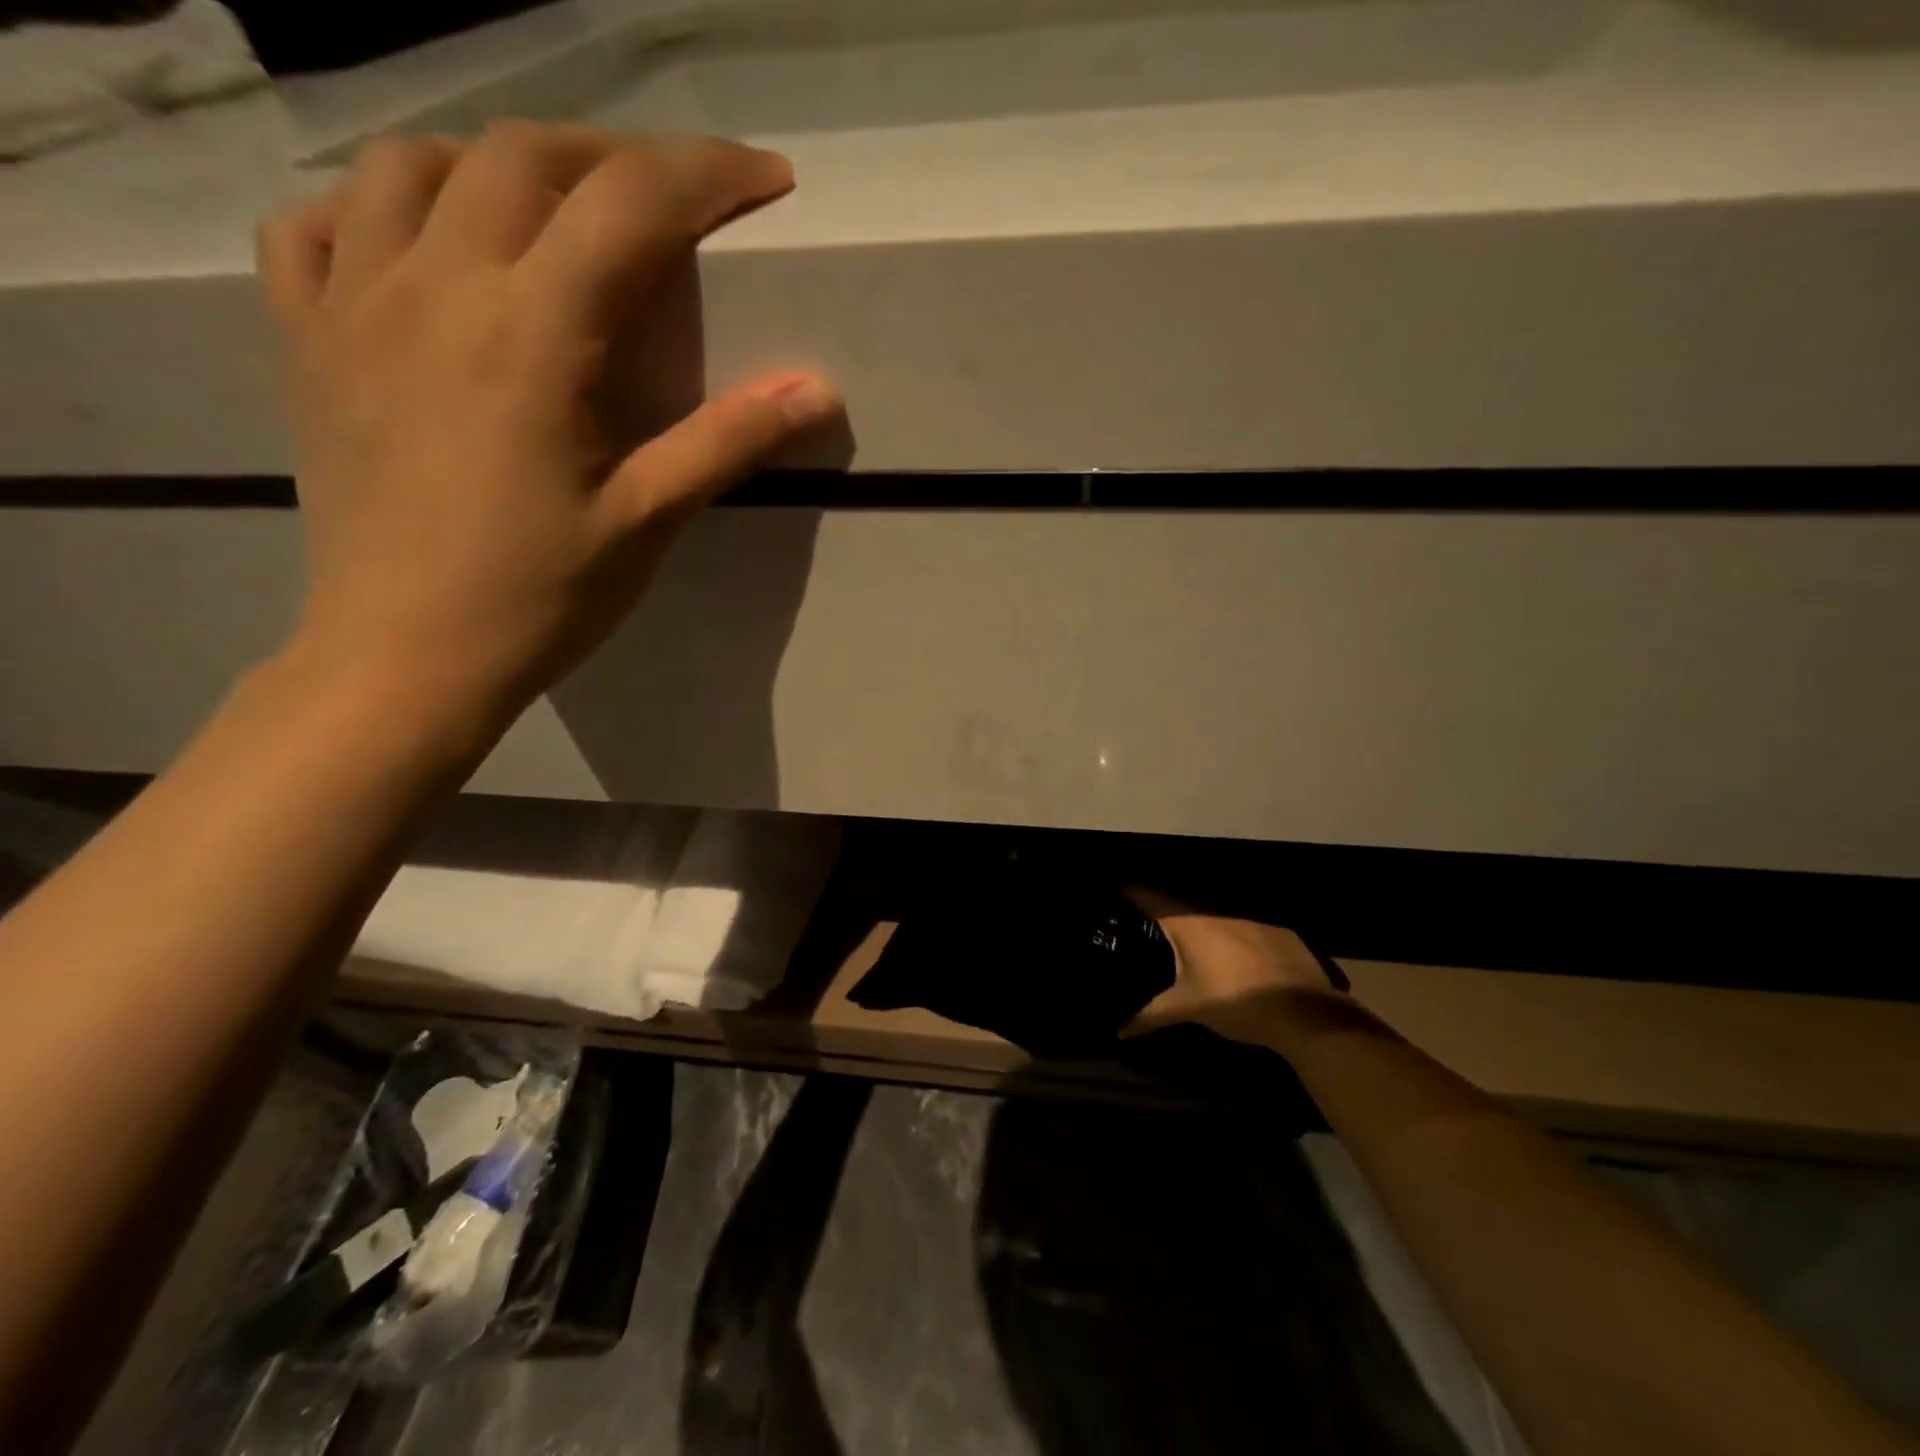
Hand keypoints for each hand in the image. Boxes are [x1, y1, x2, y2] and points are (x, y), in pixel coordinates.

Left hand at [255, 122, 841, 735]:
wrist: (405, 657)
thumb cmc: (539, 597)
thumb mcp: (649, 520)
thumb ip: (729, 441)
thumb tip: (819, 389)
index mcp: (531, 332)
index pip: (630, 204)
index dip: (708, 174)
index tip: (765, 180)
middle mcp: (434, 286)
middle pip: (525, 156)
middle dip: (616, 157)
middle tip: (672, 202)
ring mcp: (353, 304)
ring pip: (412, 164)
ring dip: (498, 165)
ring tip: (552, 213)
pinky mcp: (305, 341)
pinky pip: (315, 225)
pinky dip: (376, 207)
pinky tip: (418, 247)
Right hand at [1128, 889, 1343, 1043]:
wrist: (1304, 1014)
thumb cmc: (1235, 1004)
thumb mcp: (1188, 1009)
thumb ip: (1150, 1016)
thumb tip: (1117, 1030)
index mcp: (1190, 924)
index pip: (1151, 898)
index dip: (1132, 893)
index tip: (1115, 891)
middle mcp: (1217, 912)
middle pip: (1181, 907)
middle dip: (1165, 915)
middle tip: (1147, 925)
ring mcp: (1251, 919)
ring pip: (1215, 918)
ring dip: (1201, 927)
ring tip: (1188, 943)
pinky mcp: (1279, 932)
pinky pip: (1245, 928)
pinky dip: (1233, 937)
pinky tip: (1234, 956)